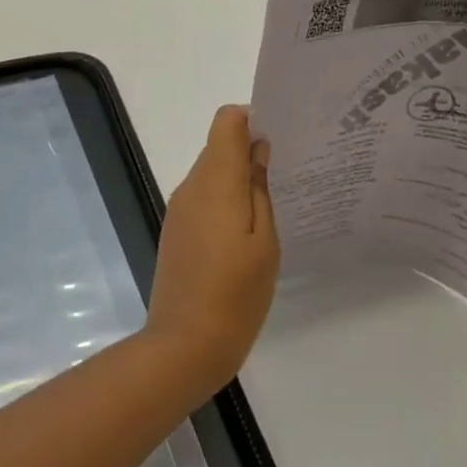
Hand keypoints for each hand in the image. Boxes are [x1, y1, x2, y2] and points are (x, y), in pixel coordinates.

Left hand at [143, 105, 280, 397]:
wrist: (184, 346)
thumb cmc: (236, 294)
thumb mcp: (265, 242)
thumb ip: (261, 190)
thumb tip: (258, 150)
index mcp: (214, 182)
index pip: (226, 121)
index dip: (254, 120)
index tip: (282, 141)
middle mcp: (190, 187)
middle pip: (219, 147)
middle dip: (251, 152)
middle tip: (290, 176)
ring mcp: (179, 210)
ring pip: (212, 174)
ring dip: (239, 180)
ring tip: (275, 208)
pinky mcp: (176, 232)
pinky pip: (203, 200)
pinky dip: (226, 203)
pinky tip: (248, 234)